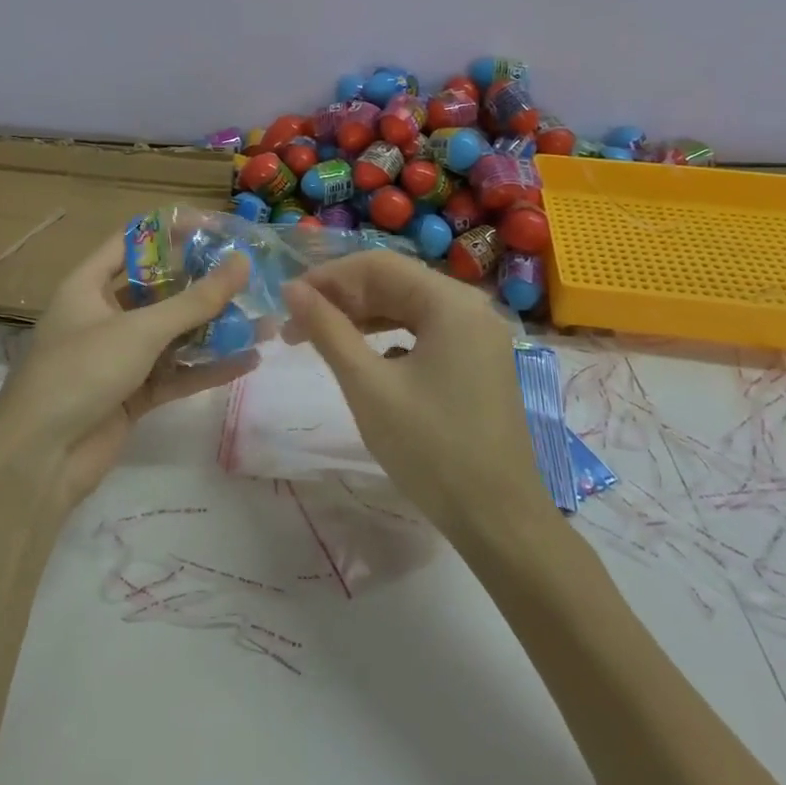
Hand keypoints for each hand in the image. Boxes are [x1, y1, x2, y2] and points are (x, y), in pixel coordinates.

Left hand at [0, 235, 254, 515]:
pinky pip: (177, 374)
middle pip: (159, 290)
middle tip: (250, 276)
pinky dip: (208, 368)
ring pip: (174, 335)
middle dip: (203, 285)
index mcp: (88, 287)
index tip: (216, 228)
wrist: (39, 459)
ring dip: (215, 329)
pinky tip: (249, 360)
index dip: (170, 231)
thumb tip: (241, 262)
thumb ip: (194, 300)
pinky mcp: (134, 395)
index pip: (131, 243)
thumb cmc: (80, 372)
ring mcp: (119, 358)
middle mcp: (103, 316)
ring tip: (263, 320)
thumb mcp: (139, 330)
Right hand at [281, 251, 539, 534]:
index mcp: (451, 302)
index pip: (377, 265)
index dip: (327, 277)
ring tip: (318, 340)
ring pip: (408, 307)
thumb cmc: (430, 449)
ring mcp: (479, 335)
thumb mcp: (367, 385)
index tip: (287, 301)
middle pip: (394, 282)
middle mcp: (471, 307)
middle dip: (342, 299)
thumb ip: (327, 329)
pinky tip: (364, 360)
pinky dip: (388, 337)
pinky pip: (425, 332)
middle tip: (295, 327)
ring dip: (361, 318)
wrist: (498, 520)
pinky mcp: (479, 361)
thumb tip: (291, 289)